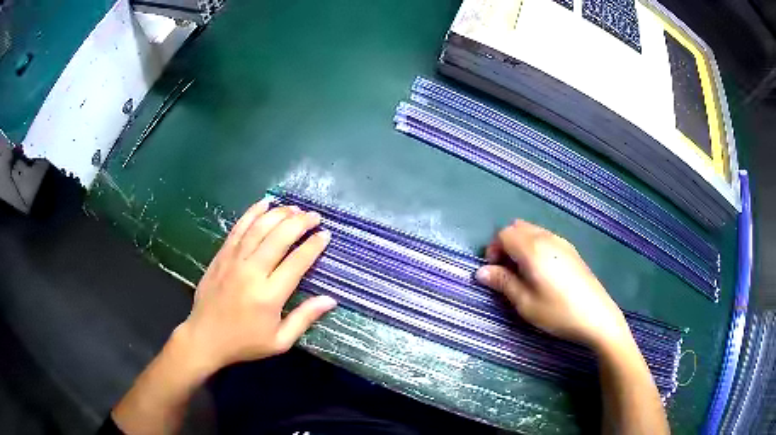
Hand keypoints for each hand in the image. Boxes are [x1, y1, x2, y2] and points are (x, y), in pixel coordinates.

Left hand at [176, 200, 336, 374]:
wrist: (205, 337)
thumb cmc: (245, 342)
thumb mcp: (280, 341)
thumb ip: (305, 318)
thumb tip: (330, 300)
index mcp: (269, 295)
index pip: (297, 262)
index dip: (313, 246)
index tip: (325, 235)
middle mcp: (252, 272)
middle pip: (279, 238)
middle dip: (300, 223)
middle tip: (314, 216)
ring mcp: (234, 260)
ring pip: (259, 228)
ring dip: (279, 214)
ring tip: (295, 208)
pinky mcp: (221, 256)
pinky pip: (238, 228)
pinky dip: (252, 213)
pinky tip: (265, 203)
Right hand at [476, 220, 629, 349]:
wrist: (597, 317)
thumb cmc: (558, 312)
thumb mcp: (525, 303)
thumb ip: (503, 283)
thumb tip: (481, 272)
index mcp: (533, 249)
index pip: (504, 234)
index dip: (493, 249)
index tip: (494, 272)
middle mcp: (547, 238)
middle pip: (518, 228)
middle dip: (505, 245)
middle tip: (506, 272)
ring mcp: (562, 242)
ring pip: (533, 231)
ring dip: (520, 245)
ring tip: (523, 273)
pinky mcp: (571, 250)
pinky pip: (546, 238)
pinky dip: (535, 247)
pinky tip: (541, 272)